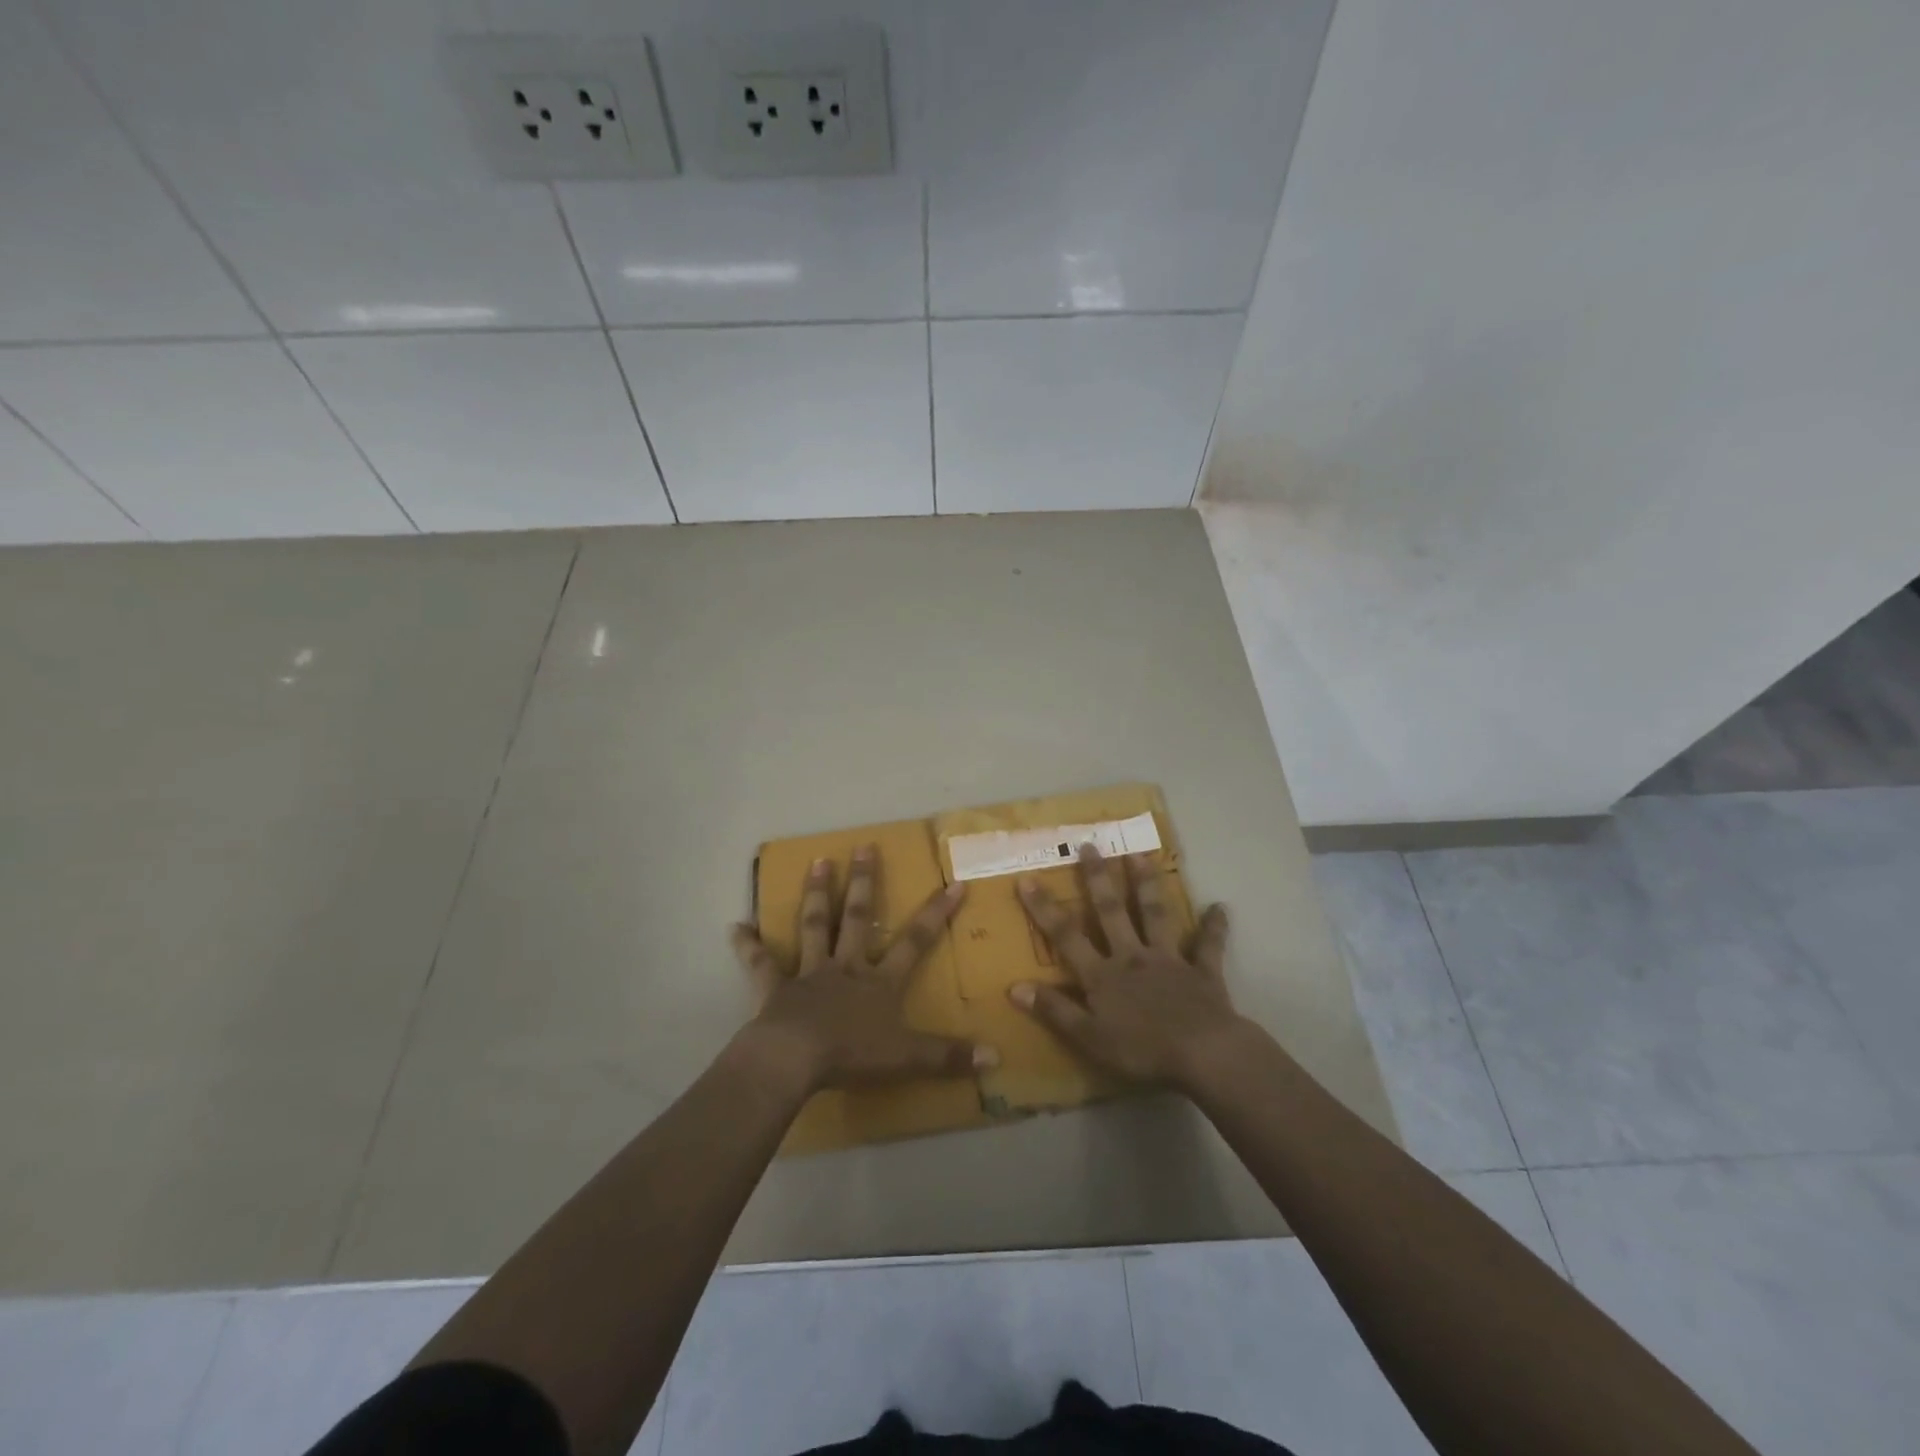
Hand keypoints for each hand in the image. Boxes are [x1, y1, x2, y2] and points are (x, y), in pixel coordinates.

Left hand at [731, 846, 994, 1093]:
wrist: (794, 1061)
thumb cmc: (852, 1056)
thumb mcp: (908, 1059)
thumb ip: (948, 1056)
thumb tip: (997, 1056)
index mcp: (879, 982)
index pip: (915, 941)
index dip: (936, 913)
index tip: (953, 882)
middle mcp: (845, 968)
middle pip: (857, 918)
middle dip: (863, 882)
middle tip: (863, 845)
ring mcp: (808, 974)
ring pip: (814, 926)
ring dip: (816, 894)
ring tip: (817, 861)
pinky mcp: (775, 989)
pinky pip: (760, 964)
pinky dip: (748, 946)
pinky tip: (735, 927)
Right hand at [1012, 844, 1243, 1091]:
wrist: (1202, 1054)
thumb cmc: (1141, 1050)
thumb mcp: (1088, 1037)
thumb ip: (1054, 1010)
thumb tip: (1014, 986)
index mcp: (1102, 975)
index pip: (1066, 936)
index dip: (1045, 909)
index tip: (1027, 878)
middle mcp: (1132, 956)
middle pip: (1111, 912)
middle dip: (1098, 878)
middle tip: (1090, 845)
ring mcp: (1169, 960)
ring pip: (1155, 915)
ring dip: (1147, 885)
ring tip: (1140, 854)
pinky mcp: (1202, 971)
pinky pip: (1208, 946)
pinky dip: (1214, 927)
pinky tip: (1220, 907)